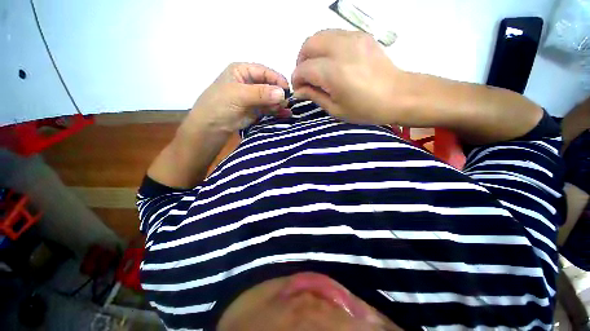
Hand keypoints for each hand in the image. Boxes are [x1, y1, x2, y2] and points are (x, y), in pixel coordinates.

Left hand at [182, 62, 290, 135]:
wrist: (210, 129)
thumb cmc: (219, 106)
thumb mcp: (239, 95)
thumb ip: (261, 94)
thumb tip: (283, 93)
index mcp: (242, 72)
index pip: (264, 72)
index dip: (277, 80)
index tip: (288, 90)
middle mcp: (249, 83)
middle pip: (269, 85)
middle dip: (279, 94)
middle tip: (287, 103)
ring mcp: (253, 98)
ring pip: (271, 98)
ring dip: (279, 104)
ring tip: (288, 110)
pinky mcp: (256, 111)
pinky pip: (269, 109)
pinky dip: (277, 112)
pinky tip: (285, 115)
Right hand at [292, 29, 410, 124]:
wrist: (399, 95)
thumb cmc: (365, 109)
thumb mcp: (336, 109)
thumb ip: (314, 96)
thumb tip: (299, 91)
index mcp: (333, 72)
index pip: (304, 69)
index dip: (297, 79)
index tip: (299, 89)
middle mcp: (340, 49)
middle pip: (309, 44)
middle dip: (301, 61)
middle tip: (305, 77)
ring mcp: (352, 38)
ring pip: (320, 35)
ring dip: (312, 52)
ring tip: (316, 69)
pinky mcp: (361, 35)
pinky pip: (335, 35)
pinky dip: (326, 46)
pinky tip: (331, 61)